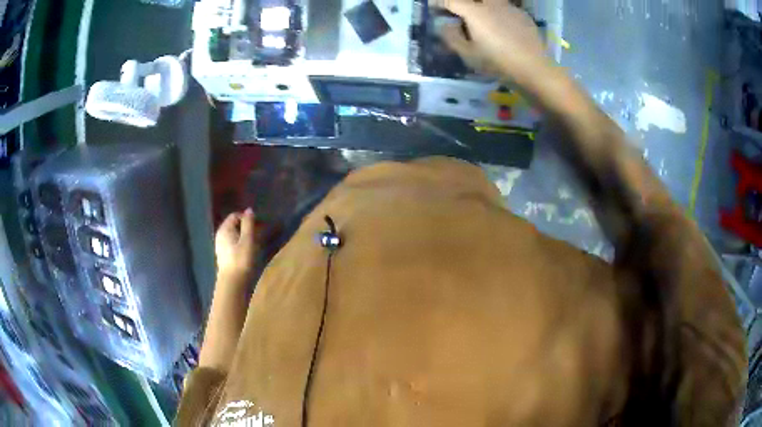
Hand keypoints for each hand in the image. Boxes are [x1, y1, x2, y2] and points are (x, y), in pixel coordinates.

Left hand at [215, 209, 256, 281]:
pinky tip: (248, 251)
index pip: (235, 216)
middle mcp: (220, 235)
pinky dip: (241, 243)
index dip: (247, 218)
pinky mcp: (224, 256)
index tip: (258, 224)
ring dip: (245, 236)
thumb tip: (249, 210)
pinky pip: (233, 244)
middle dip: (246, 227)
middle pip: (234, 225)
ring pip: (234, 235)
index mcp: (224, 229)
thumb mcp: (248, 240)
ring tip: (256, 242)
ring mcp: (221, 246)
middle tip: (259, 233)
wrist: (232, 283)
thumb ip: (248, 224)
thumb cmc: (241, 259)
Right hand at [433, 0, 547, 81]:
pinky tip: (503, 28)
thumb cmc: (498, 63)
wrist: (534, 69)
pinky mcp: (523, 16)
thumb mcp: (469, 55)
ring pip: (492, 1)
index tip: (433, 7)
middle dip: (464, 3)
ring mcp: (510, 8)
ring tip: (483, 21)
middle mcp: (492, 4)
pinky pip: (506, 8)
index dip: (439, 3)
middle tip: (462, 13)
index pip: (451, 1)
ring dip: (483, 6)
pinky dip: (499, 13)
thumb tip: (444, 25)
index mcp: (475, 12)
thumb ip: (451, 37)